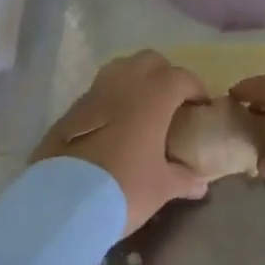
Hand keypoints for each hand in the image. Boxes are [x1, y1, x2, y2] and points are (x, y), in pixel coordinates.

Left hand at [35, 50, 210, 235]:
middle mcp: (124, 85)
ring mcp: (93, 94)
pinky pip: (98, 92)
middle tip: (172, 101)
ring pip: (120, 68)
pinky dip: (110, 100)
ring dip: (134, 80)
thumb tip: (201, 183)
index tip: (200, 107)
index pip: (181, 77)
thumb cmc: (124, 188)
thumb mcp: (161, 188)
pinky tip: (112, 127)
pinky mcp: (70, 111)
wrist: (63, 203)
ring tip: (141, 108)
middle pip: (149, 60)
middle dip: (164, 74)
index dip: (195, 88)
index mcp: (152, 97)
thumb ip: (184, 179)